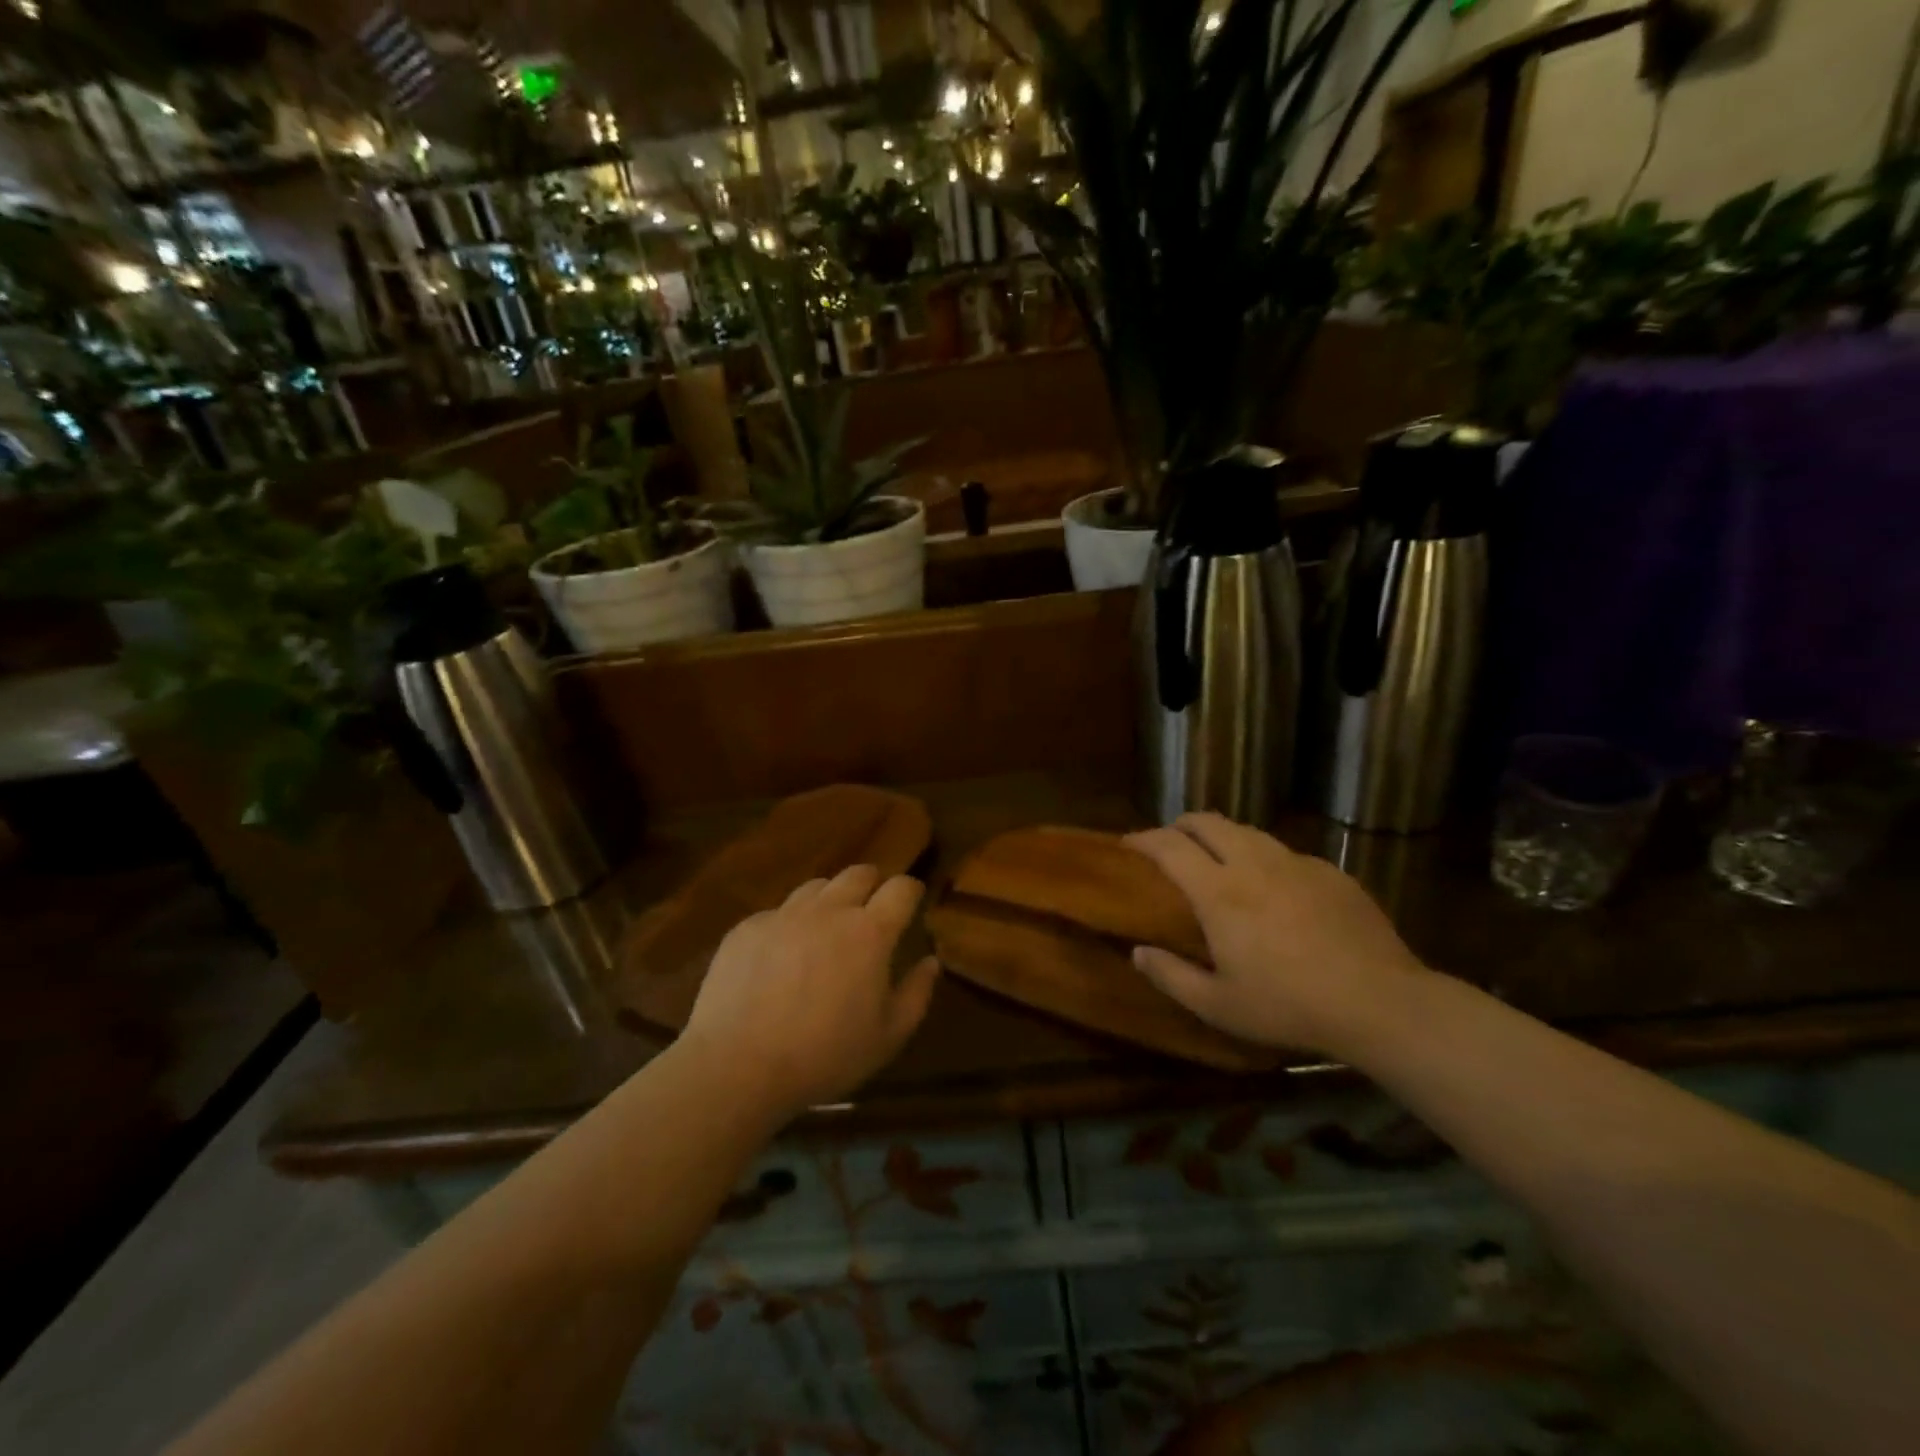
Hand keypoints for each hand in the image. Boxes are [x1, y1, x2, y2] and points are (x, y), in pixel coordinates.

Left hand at [682, 864, 940, 1118]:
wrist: (737, 1067)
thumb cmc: (824, 1056)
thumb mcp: (887, 1037)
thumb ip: (916, 994)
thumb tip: (930, 962)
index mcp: (869, 933)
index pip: (901, 889)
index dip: (911, 890)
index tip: (912, 901)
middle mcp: (828, 911)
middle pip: (858, 873)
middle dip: (873, 884)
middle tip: (872, 909)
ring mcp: (784, 915)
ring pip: (816, 887)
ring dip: (831, 899)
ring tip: (827, 928)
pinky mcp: (747, 927)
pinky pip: (778, 912)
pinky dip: (790, 925)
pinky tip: (781, 958)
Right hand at [1124, 813, 1427, 1054]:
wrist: (1380, 1002)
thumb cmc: (1289, 1005)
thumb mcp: (1219, 1005)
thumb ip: (1171, 976)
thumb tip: (1138, 952)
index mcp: (1219, 891)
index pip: (1169, 846)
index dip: (1144, 839)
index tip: (1129, 843)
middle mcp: (1253, 863)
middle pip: (1207, 822)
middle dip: (1180, 825)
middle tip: (1170, 843)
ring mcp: (1296, 863)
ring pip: (1247, 831)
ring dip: (1222, 837)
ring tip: (1218, 859)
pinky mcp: (1330, 871)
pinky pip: (1285, 853)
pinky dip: (1264, 859)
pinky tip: (1274, 889)